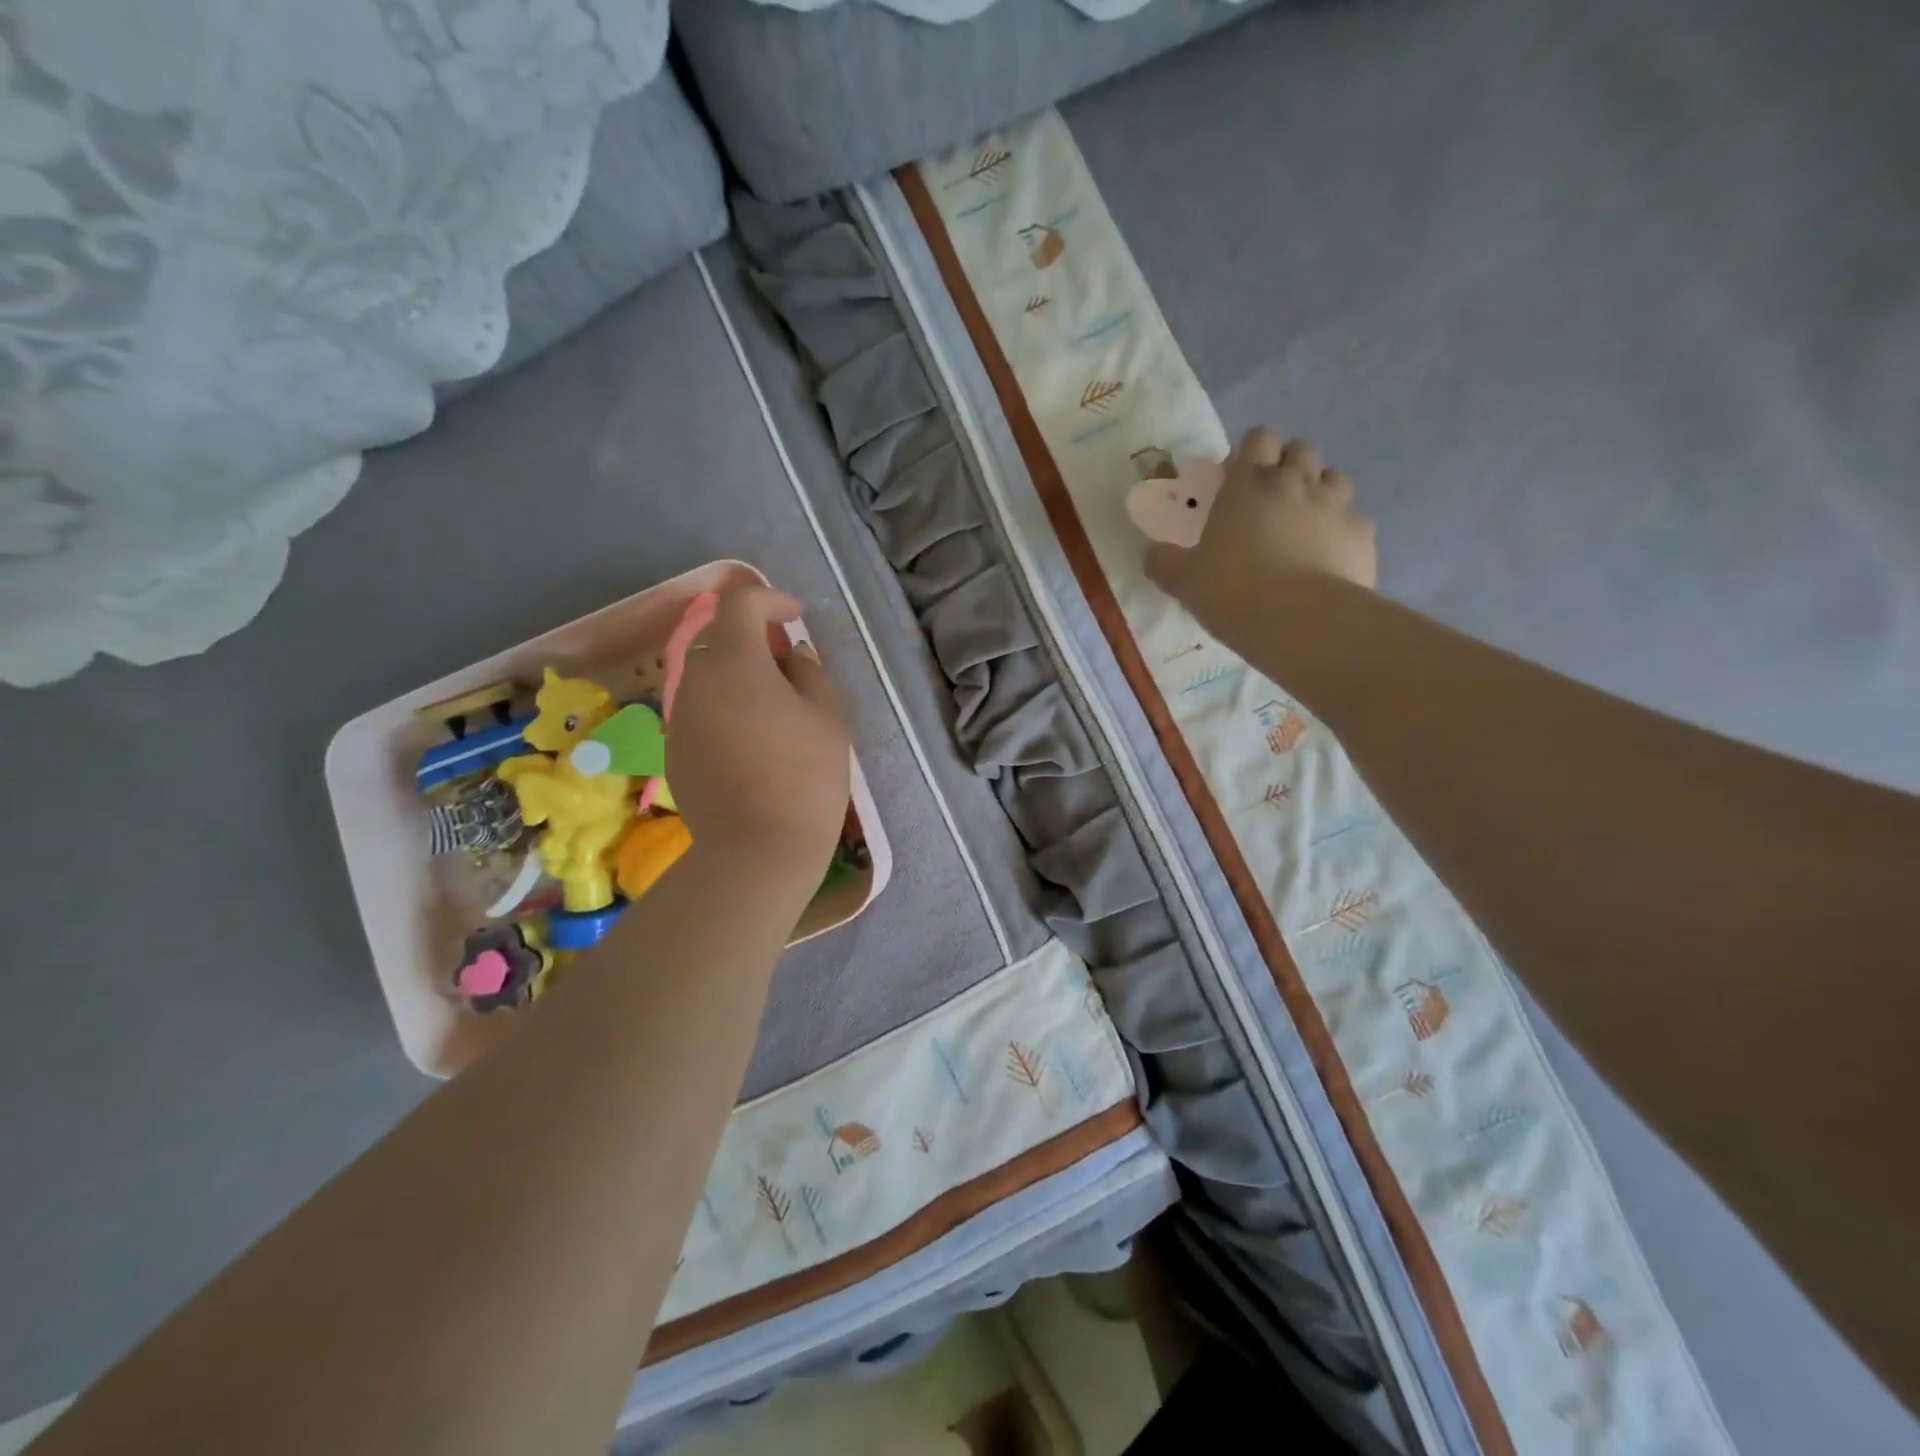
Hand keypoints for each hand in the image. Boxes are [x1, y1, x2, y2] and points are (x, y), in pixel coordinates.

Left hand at [666, 586, 850, 875]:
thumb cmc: (804, 775)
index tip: (795, 617)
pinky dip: (725, 708)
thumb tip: (793, 658)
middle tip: (788, 662)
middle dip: (753, 638)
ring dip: (738, 675)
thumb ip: (811, 673)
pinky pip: (700, 711)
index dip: (770, 599)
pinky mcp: (674, 751)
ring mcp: (679, 718)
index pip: (740, 604)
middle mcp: (696, 681)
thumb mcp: (828, 716)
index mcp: (735, 662)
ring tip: (773, 705)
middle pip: (719, 639)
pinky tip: (752, 740)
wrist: (757, 849)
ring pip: (707, 677)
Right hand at [1145, 428, 1375, 634]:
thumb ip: (1164, 562)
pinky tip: (1329, 556)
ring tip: (1304, 524)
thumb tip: (1151, 553)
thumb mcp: (1183, 581)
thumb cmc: (1232, 591)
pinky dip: (1342, 531)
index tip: (1240, 478)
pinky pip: (1355, 520)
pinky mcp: (1362, 535)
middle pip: (1301, 450)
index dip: (1252, 452)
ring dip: (1320, 492)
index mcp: (1248, 484)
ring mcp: (1335, 506)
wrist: (1299, 621)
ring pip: (1334, 478)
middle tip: (1271, 500)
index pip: (1259, 438)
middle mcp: (1295, 483)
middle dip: (1288, 466)